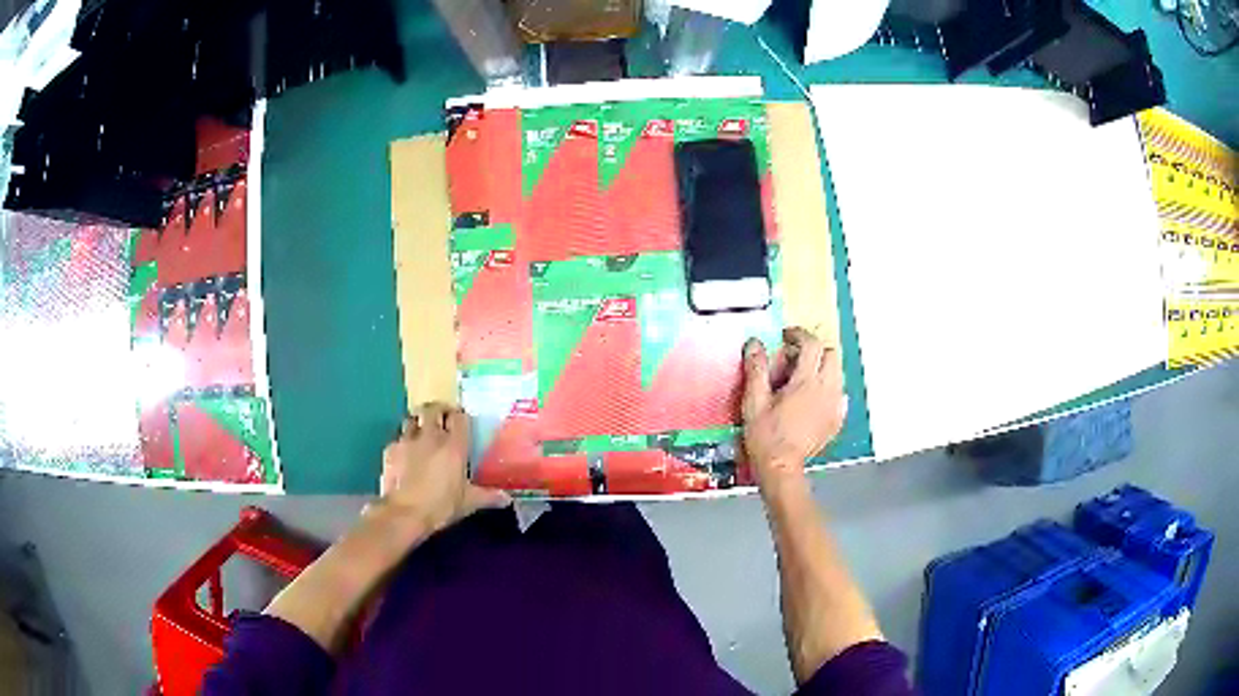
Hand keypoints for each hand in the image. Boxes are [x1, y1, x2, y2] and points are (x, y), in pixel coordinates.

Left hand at [379, 402, 510, 532]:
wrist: (403, 513)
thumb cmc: (440, 506)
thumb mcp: (468, 502)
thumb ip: (488, 496)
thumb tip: (507, 499)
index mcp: (453, 445)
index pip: (458, 416)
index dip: (459, 416)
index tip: (460, 422)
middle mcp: (430, 436)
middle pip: (432, 408)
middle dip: (437, 410)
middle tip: (441, 419)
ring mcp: (407, 440)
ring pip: (411, 418)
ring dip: (417, 422)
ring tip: (421, 432)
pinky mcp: (390, 449)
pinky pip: (397, 438)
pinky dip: (402, 442)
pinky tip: (404, 454)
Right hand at [741, 327, 846, 501]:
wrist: (781, 468)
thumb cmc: (765, 436)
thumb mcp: (754, 401)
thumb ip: (756, 369)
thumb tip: (755, 343)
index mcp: (806, 382)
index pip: (812, 344)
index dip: (799, 335)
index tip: (786, 336)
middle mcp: (826, 390)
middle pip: (831, 354)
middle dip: (814, 349)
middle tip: (794, 356)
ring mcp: (834, 406)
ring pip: (837, 373)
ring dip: (822, 367)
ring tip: (802, 377)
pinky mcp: (836, 420)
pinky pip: (839, 394)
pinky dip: (828, 388)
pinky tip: (813, 398)